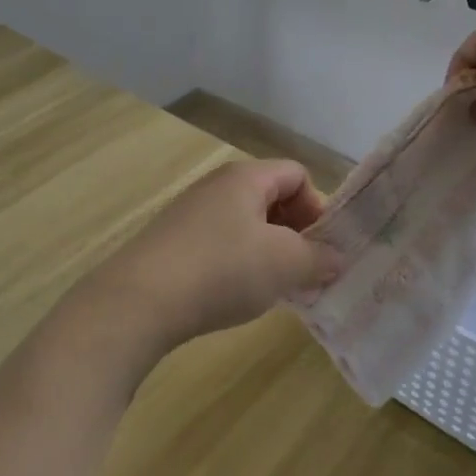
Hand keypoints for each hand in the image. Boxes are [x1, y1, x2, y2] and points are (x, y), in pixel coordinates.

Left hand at [70, 160, 343, 374]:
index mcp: (246, 177)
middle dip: (296, 233)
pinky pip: (220, 244)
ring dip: (269, 253)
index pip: (297, 174)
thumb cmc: (222, 270)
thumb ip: (319, 258)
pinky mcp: (172, 243)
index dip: (318, 207)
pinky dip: (238, 265)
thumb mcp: (284, 264)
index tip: (323, 248)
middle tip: (306, 271)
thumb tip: (336, 258)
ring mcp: (190, 214)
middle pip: (272, 198)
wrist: (139, 301)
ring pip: (246, 224)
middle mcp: (216, 186)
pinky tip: (237, 295)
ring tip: (275, 288)